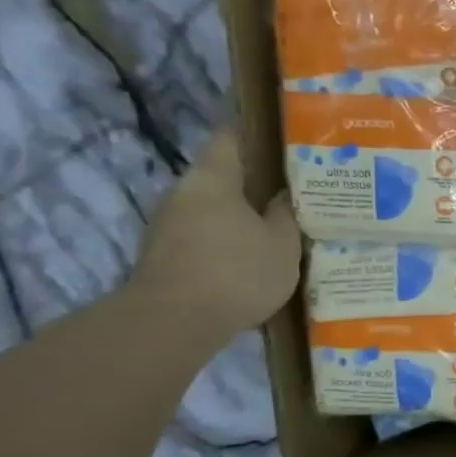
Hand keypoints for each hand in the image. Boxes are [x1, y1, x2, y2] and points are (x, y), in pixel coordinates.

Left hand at [129, 128, 300, 342]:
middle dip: (253, 182)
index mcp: (214, 179)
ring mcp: (168, 225)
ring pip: (212, 208)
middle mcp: (184, 193)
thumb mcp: (282, 244)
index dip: (254, 133)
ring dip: (239, 215)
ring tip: (276, 225)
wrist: (173, 323)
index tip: (280, 136)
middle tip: (290, 189)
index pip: (231, 138)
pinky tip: (250, 257)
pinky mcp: (165, 256)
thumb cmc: (236, 272)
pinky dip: (226, 240)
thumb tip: (283, 195)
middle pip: (221, 177)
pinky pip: (203, 236)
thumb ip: (286, 215)